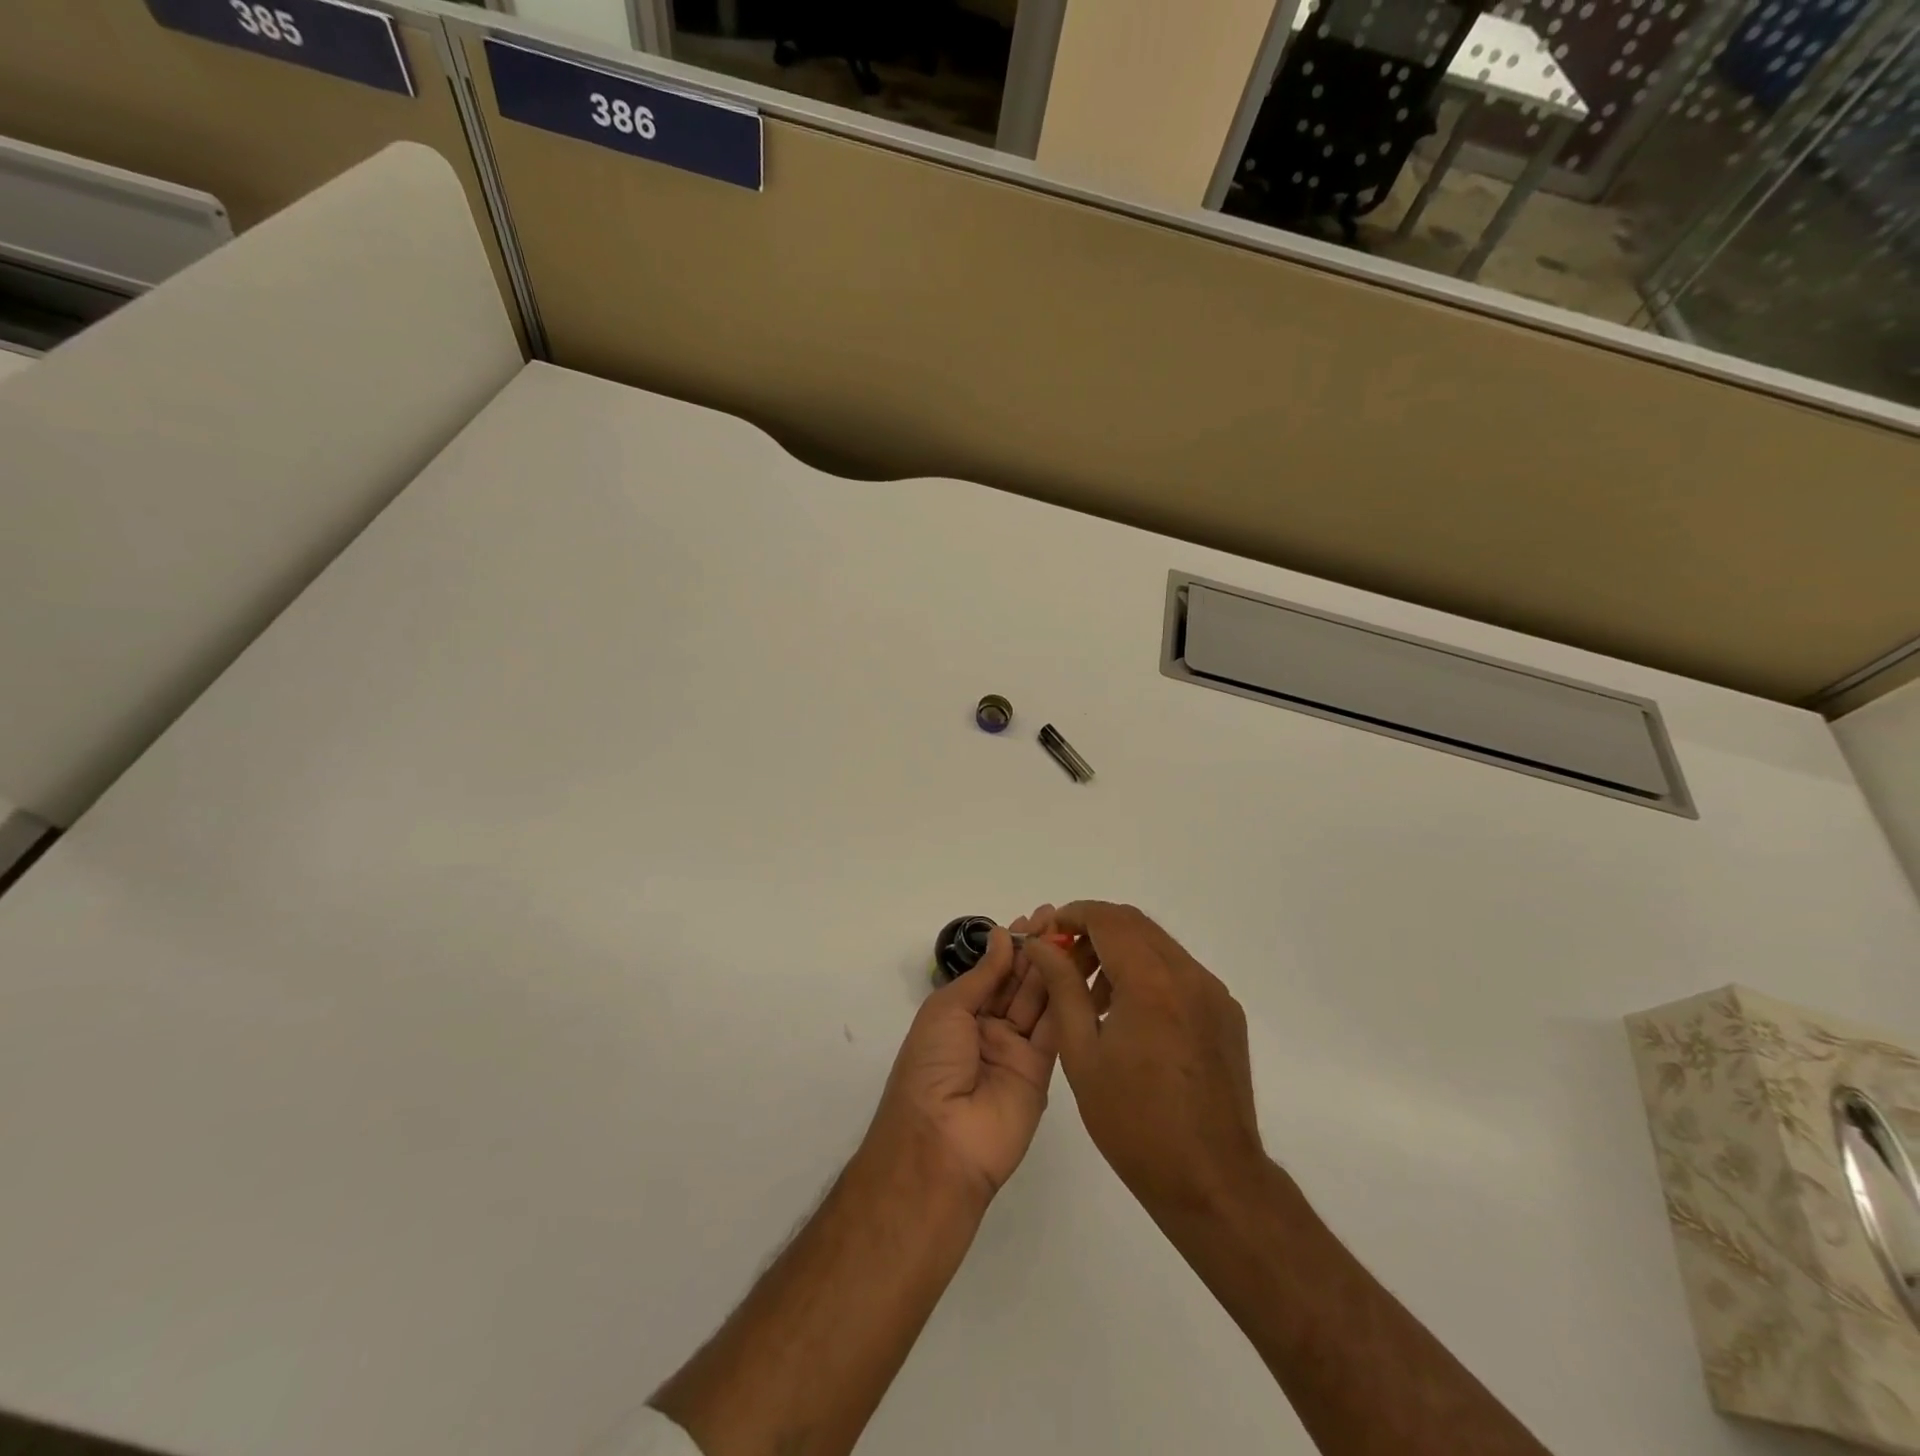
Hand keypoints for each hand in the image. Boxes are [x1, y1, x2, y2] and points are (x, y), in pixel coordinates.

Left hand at [865, 909, 1060, 1203]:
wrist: (941, 1141)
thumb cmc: (931, 1065)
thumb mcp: (947, 1009)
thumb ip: (983, 975)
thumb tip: (1002, 936)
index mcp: (959, 1013)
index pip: (993, 970)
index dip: (1013, 943)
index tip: (1037, 917)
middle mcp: (988, 1028)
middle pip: (1019, 982)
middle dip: (1038, 950)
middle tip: (1062, 919)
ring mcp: (1015, 1050)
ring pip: (1039, 1001)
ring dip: (1055, 969)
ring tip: (1075, 936)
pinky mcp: (1041, 1072)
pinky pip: (1054, 1031)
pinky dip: (1066, 1001)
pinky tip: (1078, 972)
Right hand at [1026, 902, 1264, 1215]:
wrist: (1213, 1180)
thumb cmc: (1134, 1122)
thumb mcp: (1082, 1053)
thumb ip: (1062, 988)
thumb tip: (1040, 945)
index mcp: (1151, 982)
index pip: (1107, 919)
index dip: (1072, 915)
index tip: (1046, 935)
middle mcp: (1189, 975)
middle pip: (1134, 925)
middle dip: (1094, 931)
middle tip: (1063, 962)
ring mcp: (1213, 993)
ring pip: (1158, 946)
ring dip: (1121, 952)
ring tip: (1092, 996)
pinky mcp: (1226, 1013)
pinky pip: (1179, 973)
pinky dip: (1148, 974)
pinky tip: (1129, 1017)